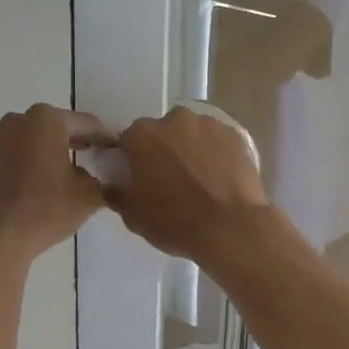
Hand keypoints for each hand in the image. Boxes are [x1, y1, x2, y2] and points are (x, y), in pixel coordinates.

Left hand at [0, 104, 110, 260]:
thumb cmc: (46, 209)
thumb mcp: (89, 195)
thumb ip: (102, 179)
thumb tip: (99, 178)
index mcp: (47, 119)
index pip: (88, 124)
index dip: (106, 139)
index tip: (119, 151)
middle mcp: (21, 119)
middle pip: (61, 128)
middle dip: (81, 142)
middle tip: (101, 159)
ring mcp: (1, 138)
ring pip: (40, 140)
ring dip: (58, 152)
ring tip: (77, 172)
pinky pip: (24, 153)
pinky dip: (39, 161)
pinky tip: (51, 180)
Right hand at [106, 106, 268, 262]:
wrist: (230, 229)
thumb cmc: (174, 222)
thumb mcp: (133, 216)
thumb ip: (118, 194)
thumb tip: (114, 186)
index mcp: (141, 135)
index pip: (128, 142)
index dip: (132, 160)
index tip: (138, 179)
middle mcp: (174, 120)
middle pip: (161, 133)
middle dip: (162, 151)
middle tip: (169, 180)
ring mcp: (208, 124)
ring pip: (190, 133)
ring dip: (189, 149)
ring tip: (198, 180)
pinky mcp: (235, 135)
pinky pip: (216, 141)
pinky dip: (214, 154)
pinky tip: (219, 177)